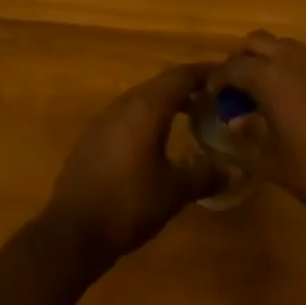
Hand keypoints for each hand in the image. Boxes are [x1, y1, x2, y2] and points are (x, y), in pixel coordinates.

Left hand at [42, 63, 220, 270]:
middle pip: (162, 83)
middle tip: (214, 99)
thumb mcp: (173, 192)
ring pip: (143, 97)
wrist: (72, 231)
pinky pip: (128, 114)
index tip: (227, 78)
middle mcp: (125, 103)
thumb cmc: (129, 204)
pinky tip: (155, 139)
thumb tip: (233, 170)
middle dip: (189, 87)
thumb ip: (204, 175)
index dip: (206, 73)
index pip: (182, 76)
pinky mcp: (93, 135)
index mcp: (147, 107)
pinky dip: (148, 116)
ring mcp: (105, 117)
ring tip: (190, 116)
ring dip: (167, 102)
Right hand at [214, 32, 305, 243]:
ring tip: (267, 96)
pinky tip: (301, 104)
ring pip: (285, 47)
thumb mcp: (273, 163)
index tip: (212, 96)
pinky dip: (296, 71)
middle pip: (257, 42)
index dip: (217, 79)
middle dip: (242, 60)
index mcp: (272, 77)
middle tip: (237, 91)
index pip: (233, 66)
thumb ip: (248, 138)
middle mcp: (296, 60)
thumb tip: (235, 122)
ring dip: (270, 62)